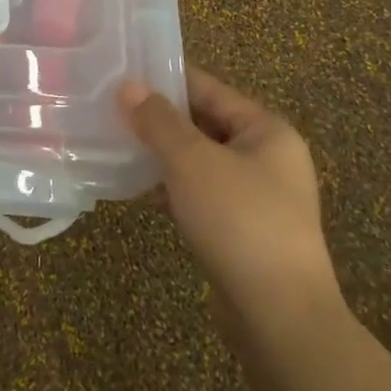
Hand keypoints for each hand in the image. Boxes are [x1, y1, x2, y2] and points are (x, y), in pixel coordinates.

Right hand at [121, 67, 342, 338]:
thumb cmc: (239, 221)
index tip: (122, 71)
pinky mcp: (242, 230)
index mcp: (266, 130)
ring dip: (161, 153)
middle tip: (109, 108)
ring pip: (199, 160)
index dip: (165, 78)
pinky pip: (200, 193)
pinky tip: (135, 187)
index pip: (209, 88)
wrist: (280, 318)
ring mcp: (257, 196)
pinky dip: (171, 186)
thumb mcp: (192, 161)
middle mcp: (267, 157)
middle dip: (158, 118)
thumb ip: (158, 121)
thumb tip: (128, 86)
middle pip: (204, 123)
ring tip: (114, 143)